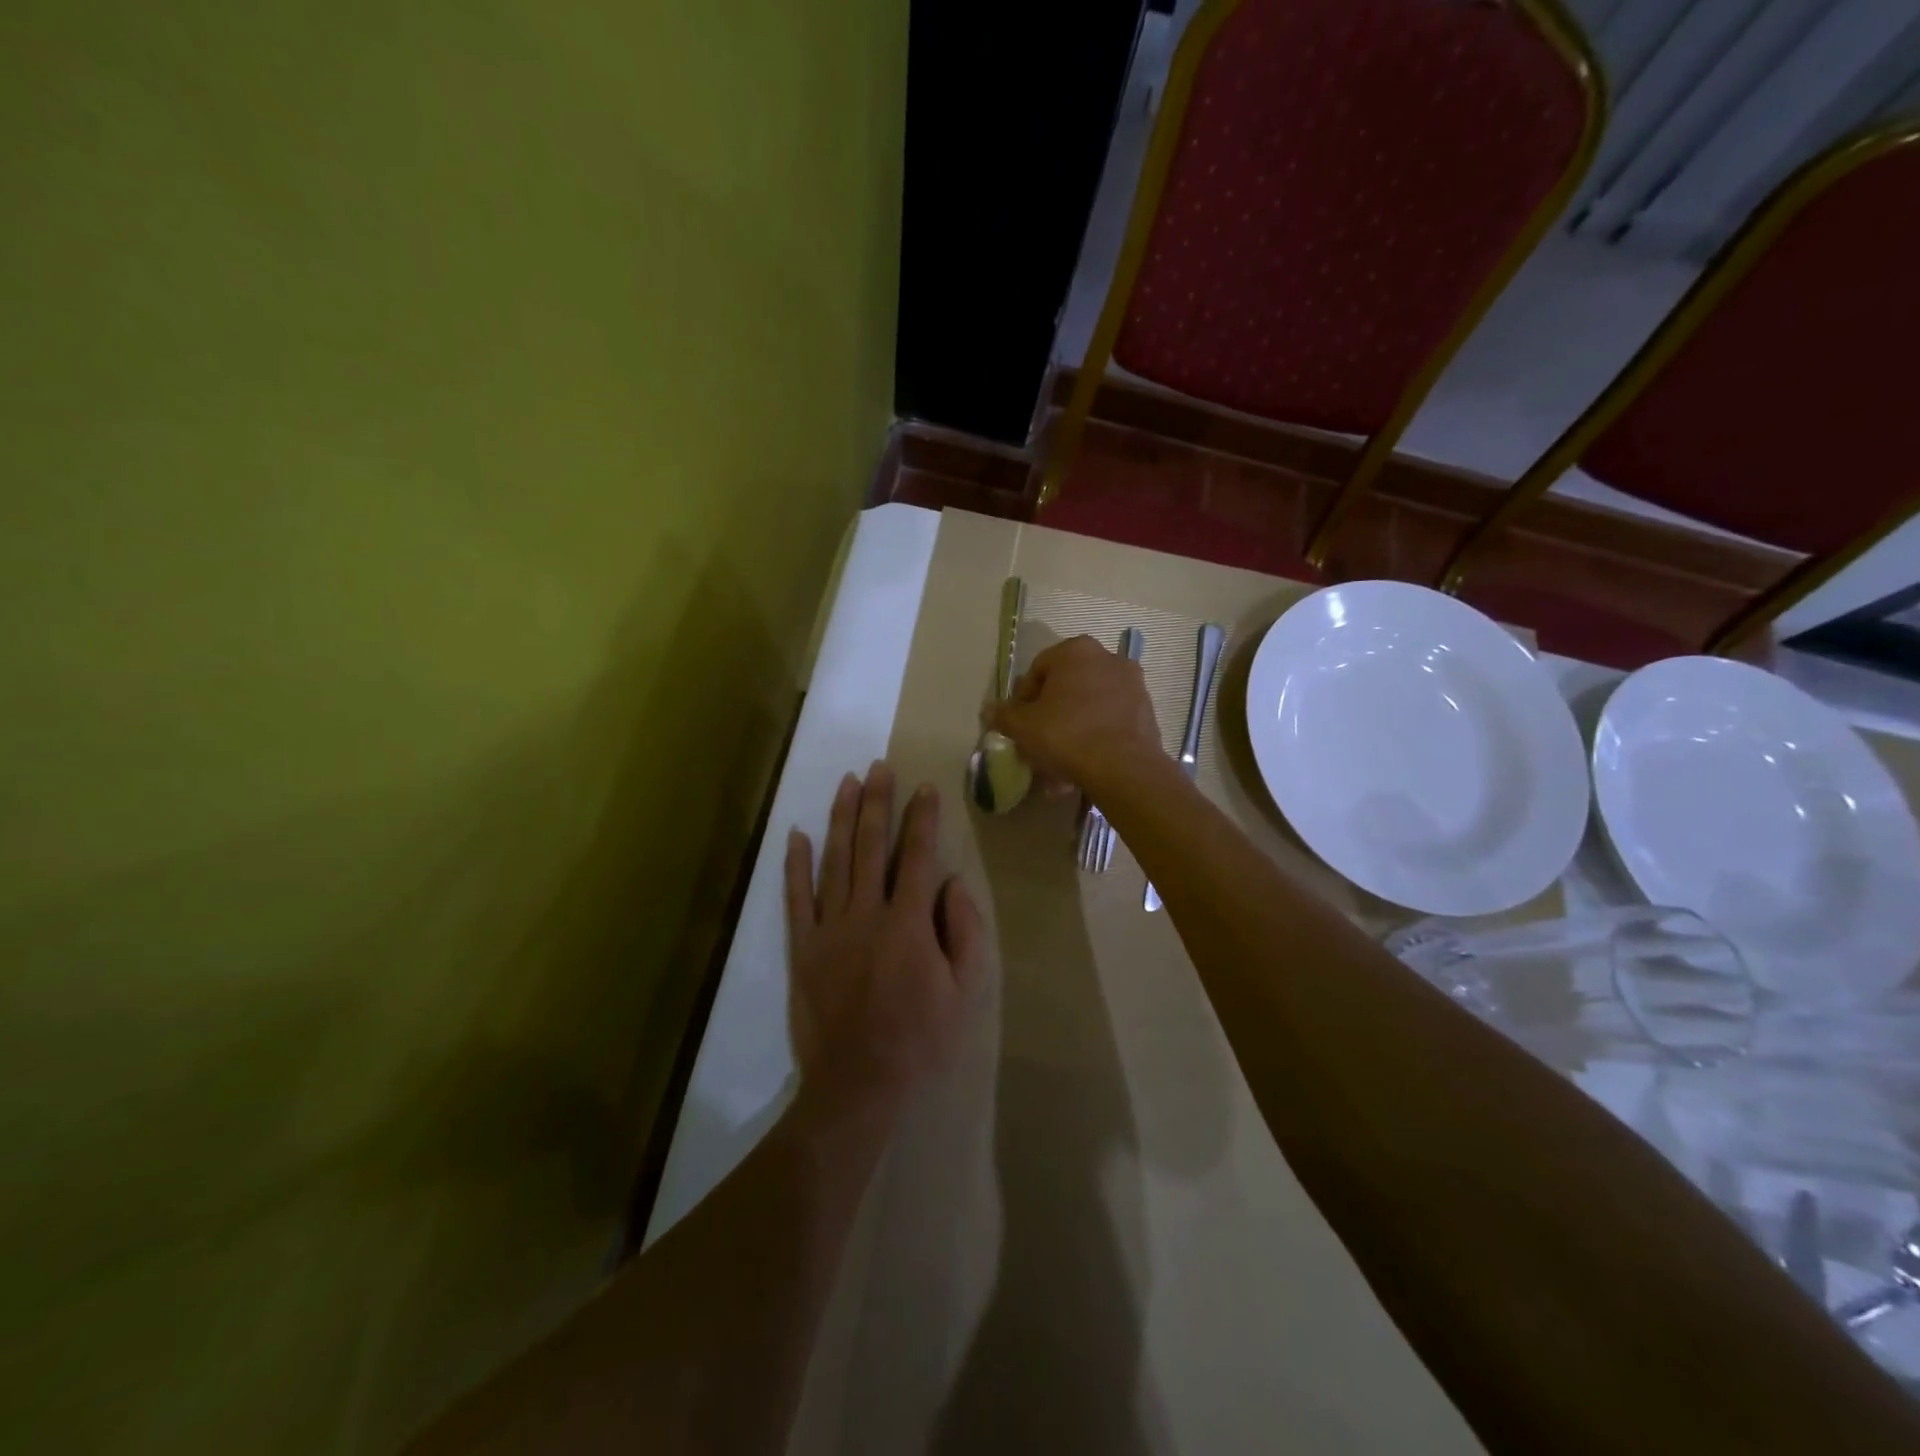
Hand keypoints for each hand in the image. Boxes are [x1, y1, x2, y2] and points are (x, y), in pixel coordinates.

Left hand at [784, 763, 985, 1122]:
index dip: (923, 819)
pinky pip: (796, 898)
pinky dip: (796, 865)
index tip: (925, 788)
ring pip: (834, 861)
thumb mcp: (964, 991)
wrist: (857, 1086)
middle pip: (871, 846)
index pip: (918, 857)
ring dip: (841, 818)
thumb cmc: (920, 1040)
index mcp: (909, 923)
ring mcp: (829, 929)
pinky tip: (797, 835)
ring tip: (847, 783)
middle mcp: (867, 914)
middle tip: (879, 767)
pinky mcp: (802, 948)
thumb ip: (965, 932)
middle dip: (877, 802)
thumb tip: (951, 884)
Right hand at [987, 635, 1164, 797]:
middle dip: (1050, 714)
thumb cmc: (1066, 735)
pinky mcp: (1147, 711)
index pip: (1038, 669)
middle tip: (1038, 741)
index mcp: (1075, 651)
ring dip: (1072, 729)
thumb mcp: (1023, 727)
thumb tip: (990, 709)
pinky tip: (1082, 766)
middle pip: (1067, 687)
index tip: (1018, 724)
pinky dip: (1095, 737)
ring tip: (1059, 762)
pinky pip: (1110, 721)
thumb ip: (1004, 715)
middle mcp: (1108, 658)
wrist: (1124, 768)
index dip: (1023, 698)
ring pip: (1089, 706)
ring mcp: (1132, 684)